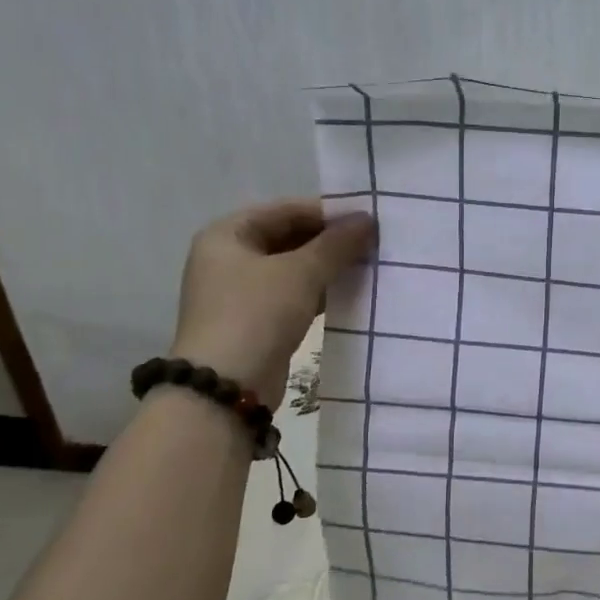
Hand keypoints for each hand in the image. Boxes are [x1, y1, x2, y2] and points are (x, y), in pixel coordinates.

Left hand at [169, 201, 376, 404]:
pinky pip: (292, 295)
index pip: (285, 210)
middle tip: (372, 244)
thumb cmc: (256, 315)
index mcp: (227, 235)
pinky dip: (318, 292)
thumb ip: (336, 244)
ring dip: (327, 267)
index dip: (326, 212)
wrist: (227, 389)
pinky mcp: (255, 322)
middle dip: (330, 242)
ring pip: (293, 268)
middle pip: (288, 238)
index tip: (366, 220)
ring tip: (368, 266)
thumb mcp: (300, 273)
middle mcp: (228, 259)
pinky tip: (350, 293)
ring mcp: (240, 293)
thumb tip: (367, 219)